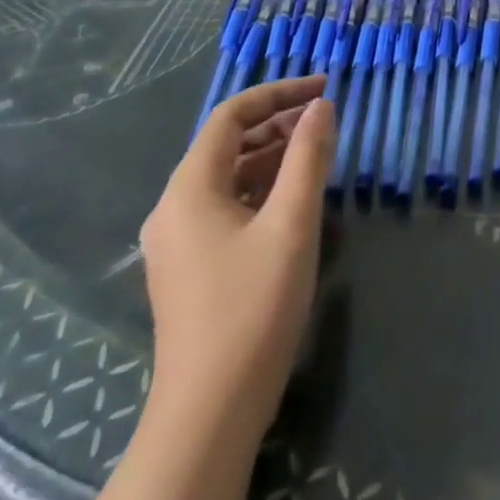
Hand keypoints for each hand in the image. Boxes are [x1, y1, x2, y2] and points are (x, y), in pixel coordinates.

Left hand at [139, 76, 334, 425]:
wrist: (211, 411)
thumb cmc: (253, 306)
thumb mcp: (292, 222)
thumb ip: (308, 156)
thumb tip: (321, 106)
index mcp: (189, 188)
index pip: (231, 116)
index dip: (278, 93)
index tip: (323, 88)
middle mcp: (174, 206)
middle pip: (226, 143)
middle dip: (277, 123)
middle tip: (325, 119)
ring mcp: (178, 239)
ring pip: (228, 175)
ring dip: (271, 155)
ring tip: (317, 151)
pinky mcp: (190, 265)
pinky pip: (226, 204)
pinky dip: (261, 187)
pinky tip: (293, 196)